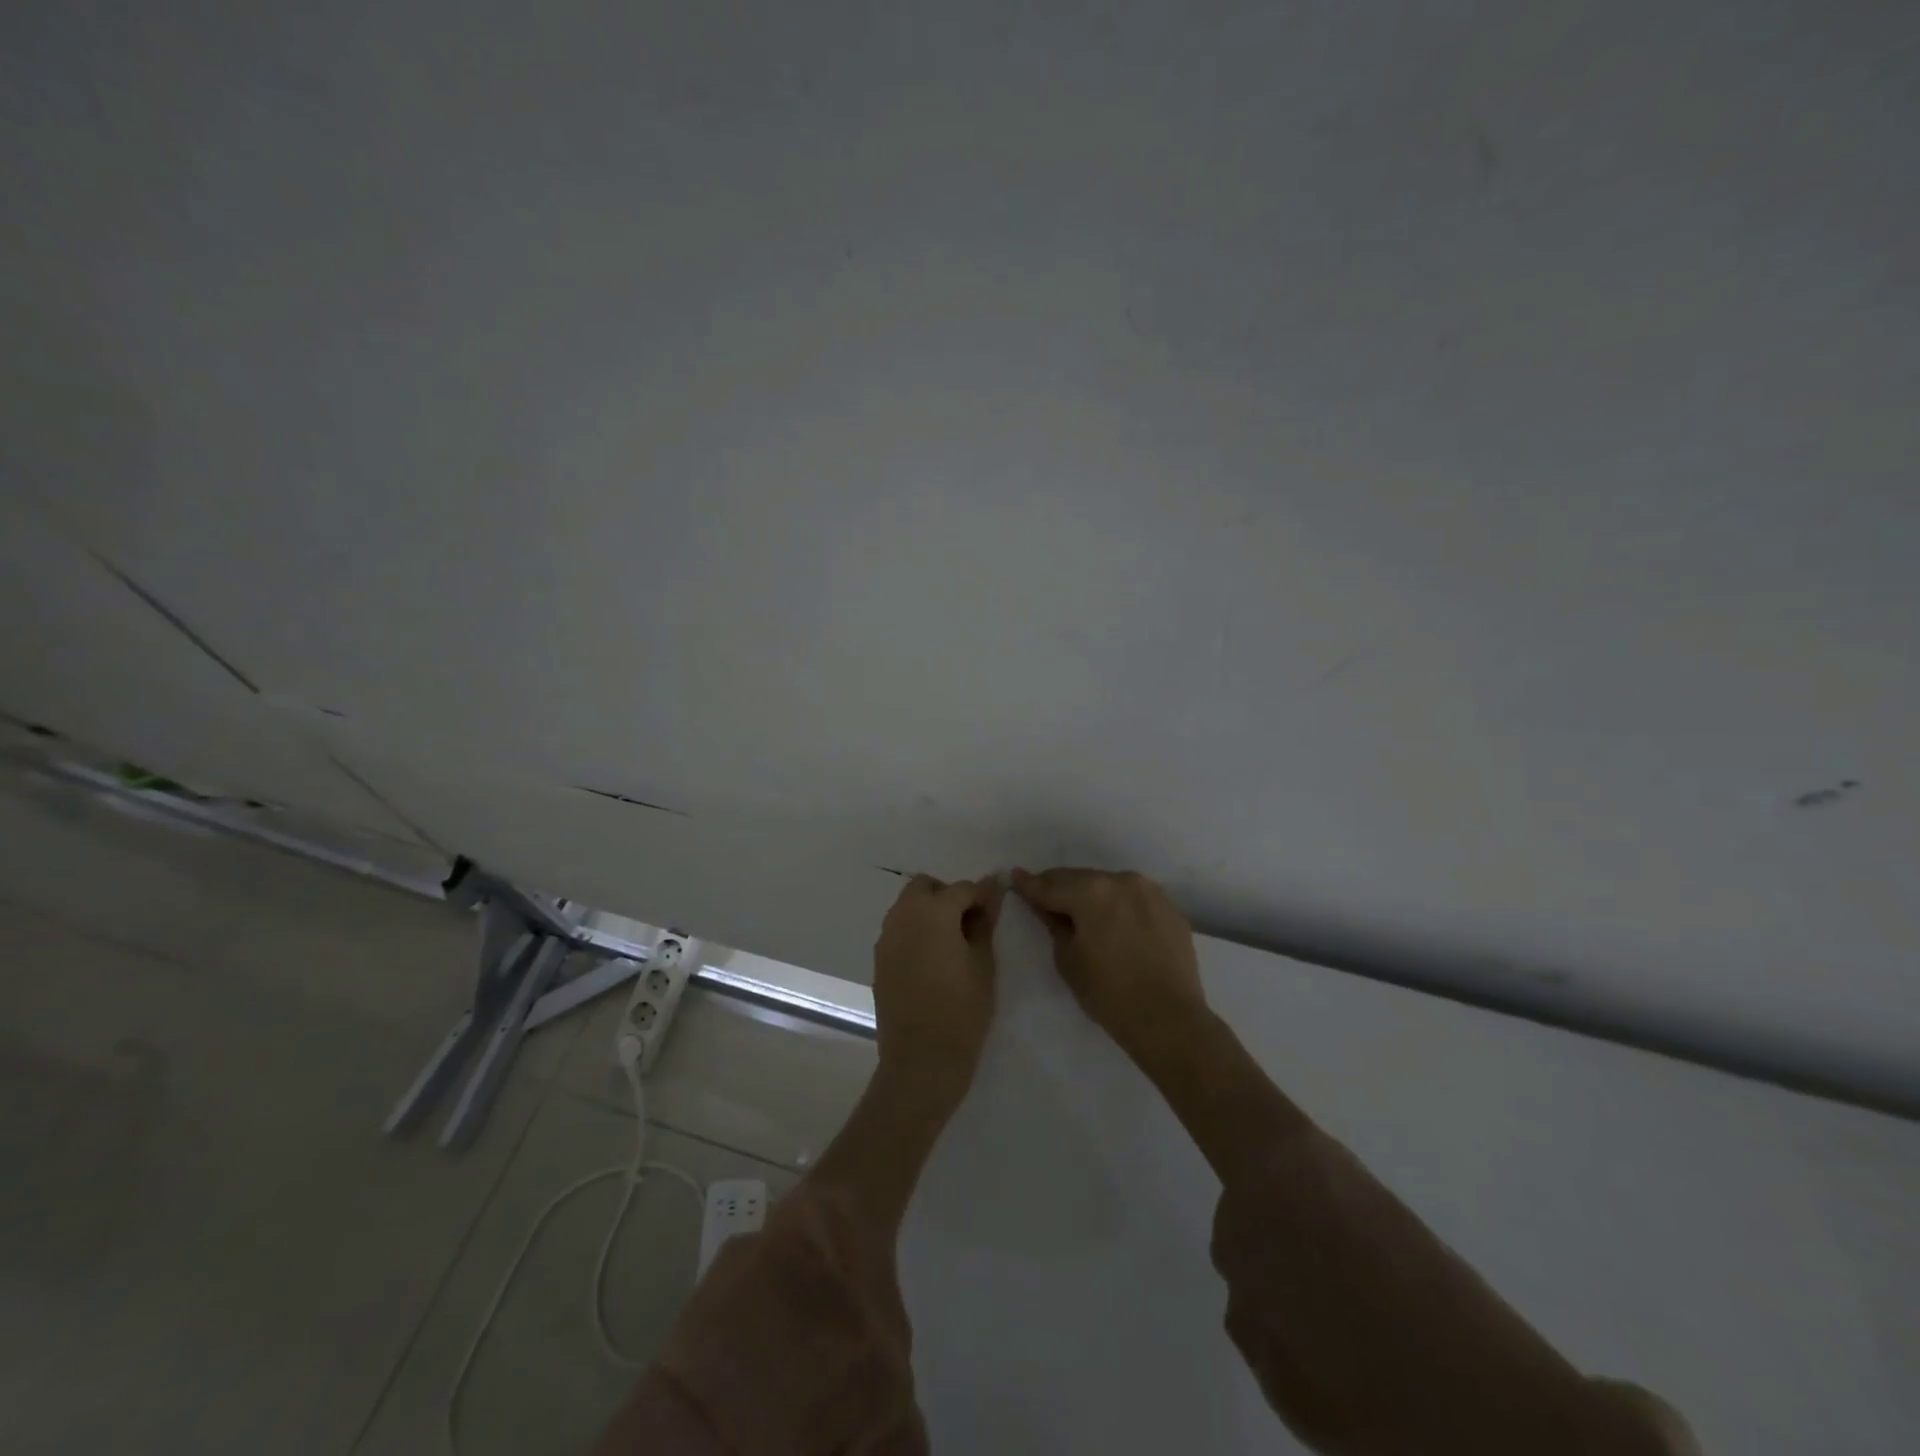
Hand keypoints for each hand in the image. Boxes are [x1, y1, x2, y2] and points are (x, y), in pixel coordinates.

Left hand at [872, 874, 1003, 1102]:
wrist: (921, 1060)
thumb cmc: (962, 1010)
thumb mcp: (983, 964)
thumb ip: (984, 922)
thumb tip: (991, 892)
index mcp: (932, 911)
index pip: (962, 888)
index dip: (981, 896)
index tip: (995, 911)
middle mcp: (903, 916)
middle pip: (925, 887)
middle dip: (947, 896)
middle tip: (969, 925)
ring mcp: (886, 937)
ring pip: (907, 907)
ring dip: (928, 912)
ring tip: (951, 944)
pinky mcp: (879, 959)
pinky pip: (898, 931)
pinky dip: (915, 932)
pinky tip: (932, 961)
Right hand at [1011, 867, 1209, 1070]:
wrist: (1170, 1019)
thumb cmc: (1110, 993)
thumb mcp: (1069, 960)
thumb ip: (1054, 925)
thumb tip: (1046, 907)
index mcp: (1091, 891)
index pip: (1050, 885)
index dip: (1029, 884)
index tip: (1014, 876)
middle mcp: (1121, 880)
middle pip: (1080, 878)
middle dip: (1059, 887)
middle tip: (1043, 895)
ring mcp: (1149, 891)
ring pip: (1108, 884)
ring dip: (1090, 893)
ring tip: (1078, 909)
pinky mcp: (1168, 907)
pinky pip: (1133, 898)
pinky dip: (1117, 904)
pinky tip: (1112, 921)